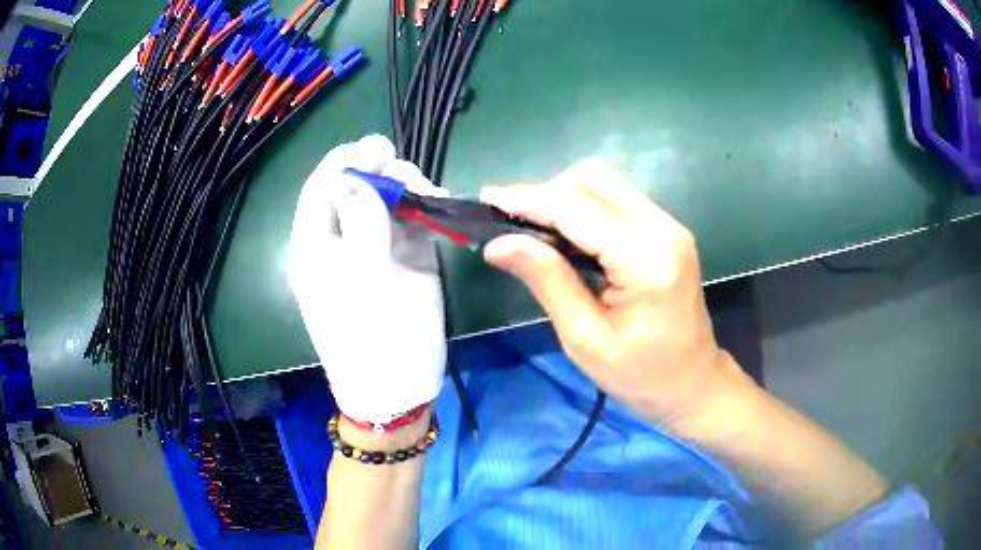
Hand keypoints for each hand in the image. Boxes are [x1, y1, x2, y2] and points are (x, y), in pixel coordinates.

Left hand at [288, 135, 445, 423]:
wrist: (399, 388)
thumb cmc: (372, 339)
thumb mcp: (361, 278)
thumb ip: (360, 221)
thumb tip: (356, 174)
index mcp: (316, 245)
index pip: (322, 187)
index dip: (345, 161)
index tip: (376, 148)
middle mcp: (342, 240)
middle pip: (357, 187)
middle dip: (382, 174)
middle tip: (409, 177)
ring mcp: (375, 247)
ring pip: (387, 199)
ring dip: (407, 189)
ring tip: (428, 194)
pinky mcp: (405, 258)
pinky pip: (412, 220)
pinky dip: (425, 208)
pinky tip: (438, 206)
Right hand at [480, 159, 740, 429]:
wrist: (693, 383)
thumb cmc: (640, 376)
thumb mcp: (586, 339)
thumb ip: (548, 281)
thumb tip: (498, 244)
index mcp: (646, 260)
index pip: (576, 209)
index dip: (527, 200)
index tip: (486, 201)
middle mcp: (663, 228)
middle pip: (593, 179)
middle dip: (545, 192)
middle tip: (510, 223)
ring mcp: (669, 225)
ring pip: (604, 183)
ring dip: (563, 196)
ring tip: (532, 228)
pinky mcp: (667, 230)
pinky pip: (616, 199)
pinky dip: (583, 206)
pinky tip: (564, 233)